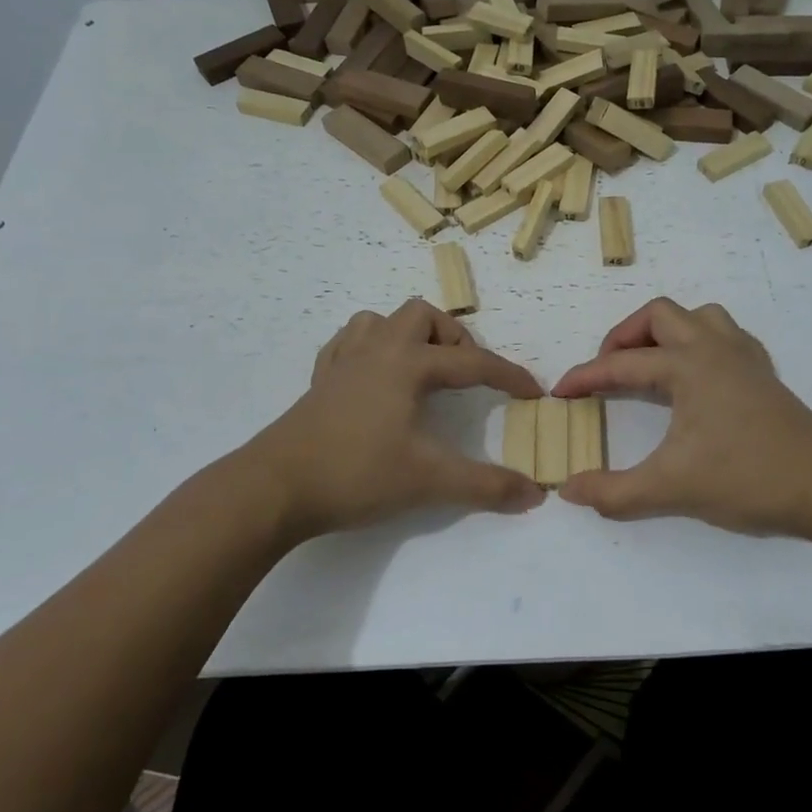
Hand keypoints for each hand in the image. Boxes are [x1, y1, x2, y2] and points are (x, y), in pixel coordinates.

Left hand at [249, 300, 544, 539]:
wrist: (275, 487)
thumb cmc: (356, 474)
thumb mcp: (429, 481)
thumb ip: (486, 486)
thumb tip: (536, 494)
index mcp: (407, 364)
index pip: (472, 363)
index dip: (508, 376)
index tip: (534, 392)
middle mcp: (377, 350)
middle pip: (422, 317)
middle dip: (453, 340)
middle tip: (465, 377)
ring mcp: (343, 362)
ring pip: (380, 321)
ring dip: (410, 336)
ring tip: (423, 371)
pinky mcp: (320, 381)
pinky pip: (349, 343)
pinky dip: (371, 348)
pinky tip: (376, 377)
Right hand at [551, 298, 811, 545]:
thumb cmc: (746, 478)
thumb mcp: (670, 489)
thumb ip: (614, 491)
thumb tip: (568, 490)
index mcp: (688, 366)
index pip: (622, 364)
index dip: (585, 377)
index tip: (560, 393)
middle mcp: (715, 348)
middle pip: (660, 315)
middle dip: (624, 337)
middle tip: (607, 371)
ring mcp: (745, 358)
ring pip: (699, 318)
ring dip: (667, 333)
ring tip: (650, 366)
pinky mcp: (764, 375)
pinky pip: (725, 337)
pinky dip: (700, 344)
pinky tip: (696, 378)